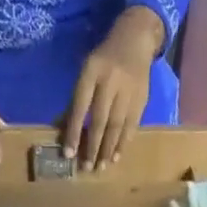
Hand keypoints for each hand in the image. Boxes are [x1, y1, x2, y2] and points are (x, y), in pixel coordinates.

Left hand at [63, 6, 161, 169]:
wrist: (136, 38)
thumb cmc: (104, 59)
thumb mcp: (87, 71)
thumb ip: (77, 99)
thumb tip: (64, 129)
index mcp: (92, 71)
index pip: (80, 106)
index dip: (74, 131)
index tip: (69, 154)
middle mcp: (111, 81)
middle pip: (100, 120)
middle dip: (92, 146)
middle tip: (86, 168)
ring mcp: (128, 91)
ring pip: (116, 126)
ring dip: (108, 149)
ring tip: (101, 167)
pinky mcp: (141, 98)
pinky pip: (131, 125)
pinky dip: (123, 143)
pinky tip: (116, 157)